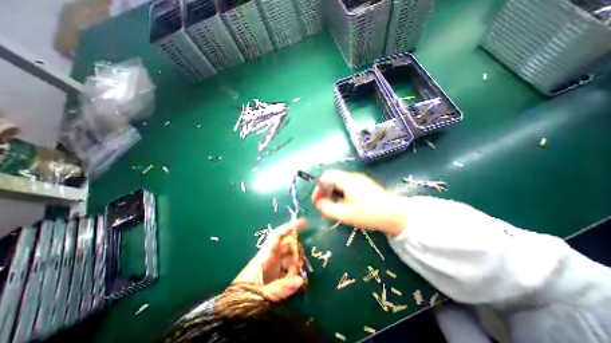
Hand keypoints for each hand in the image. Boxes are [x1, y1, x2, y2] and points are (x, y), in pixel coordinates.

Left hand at [229, 219, 308, 300]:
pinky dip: (293, 275)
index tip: (304, 223)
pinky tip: (296, 283)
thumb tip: (301, 280)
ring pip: (288, 259)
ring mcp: (272, 268)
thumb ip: (280, 289)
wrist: (229, 316)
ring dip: (296, 265)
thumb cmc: (240, 302)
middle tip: (303, 261)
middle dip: (296, 251)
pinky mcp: (274, 278)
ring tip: (298, 277)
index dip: (290, 228)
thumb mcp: (260, 296)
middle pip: (286, 247)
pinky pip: (287, 271)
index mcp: (264, 257)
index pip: (278, 236)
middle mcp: (269, 259)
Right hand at [312, 170, 407, 236]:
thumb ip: (327, 208)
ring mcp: (359, 179)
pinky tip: (344, 203)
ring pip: (339, 182)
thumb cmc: (369, 215)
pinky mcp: (364, 184)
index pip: (326, 176)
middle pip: (332, 178)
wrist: (395, 216)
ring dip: (332, 192)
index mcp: (347, 180)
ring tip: (333, 205)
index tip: (316, 201)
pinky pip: (346, 185)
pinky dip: (340, 192)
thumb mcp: (345, 214)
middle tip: (324, 205)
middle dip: (325, 191)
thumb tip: (318, 203)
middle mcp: (352, 176)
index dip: (318, 188)